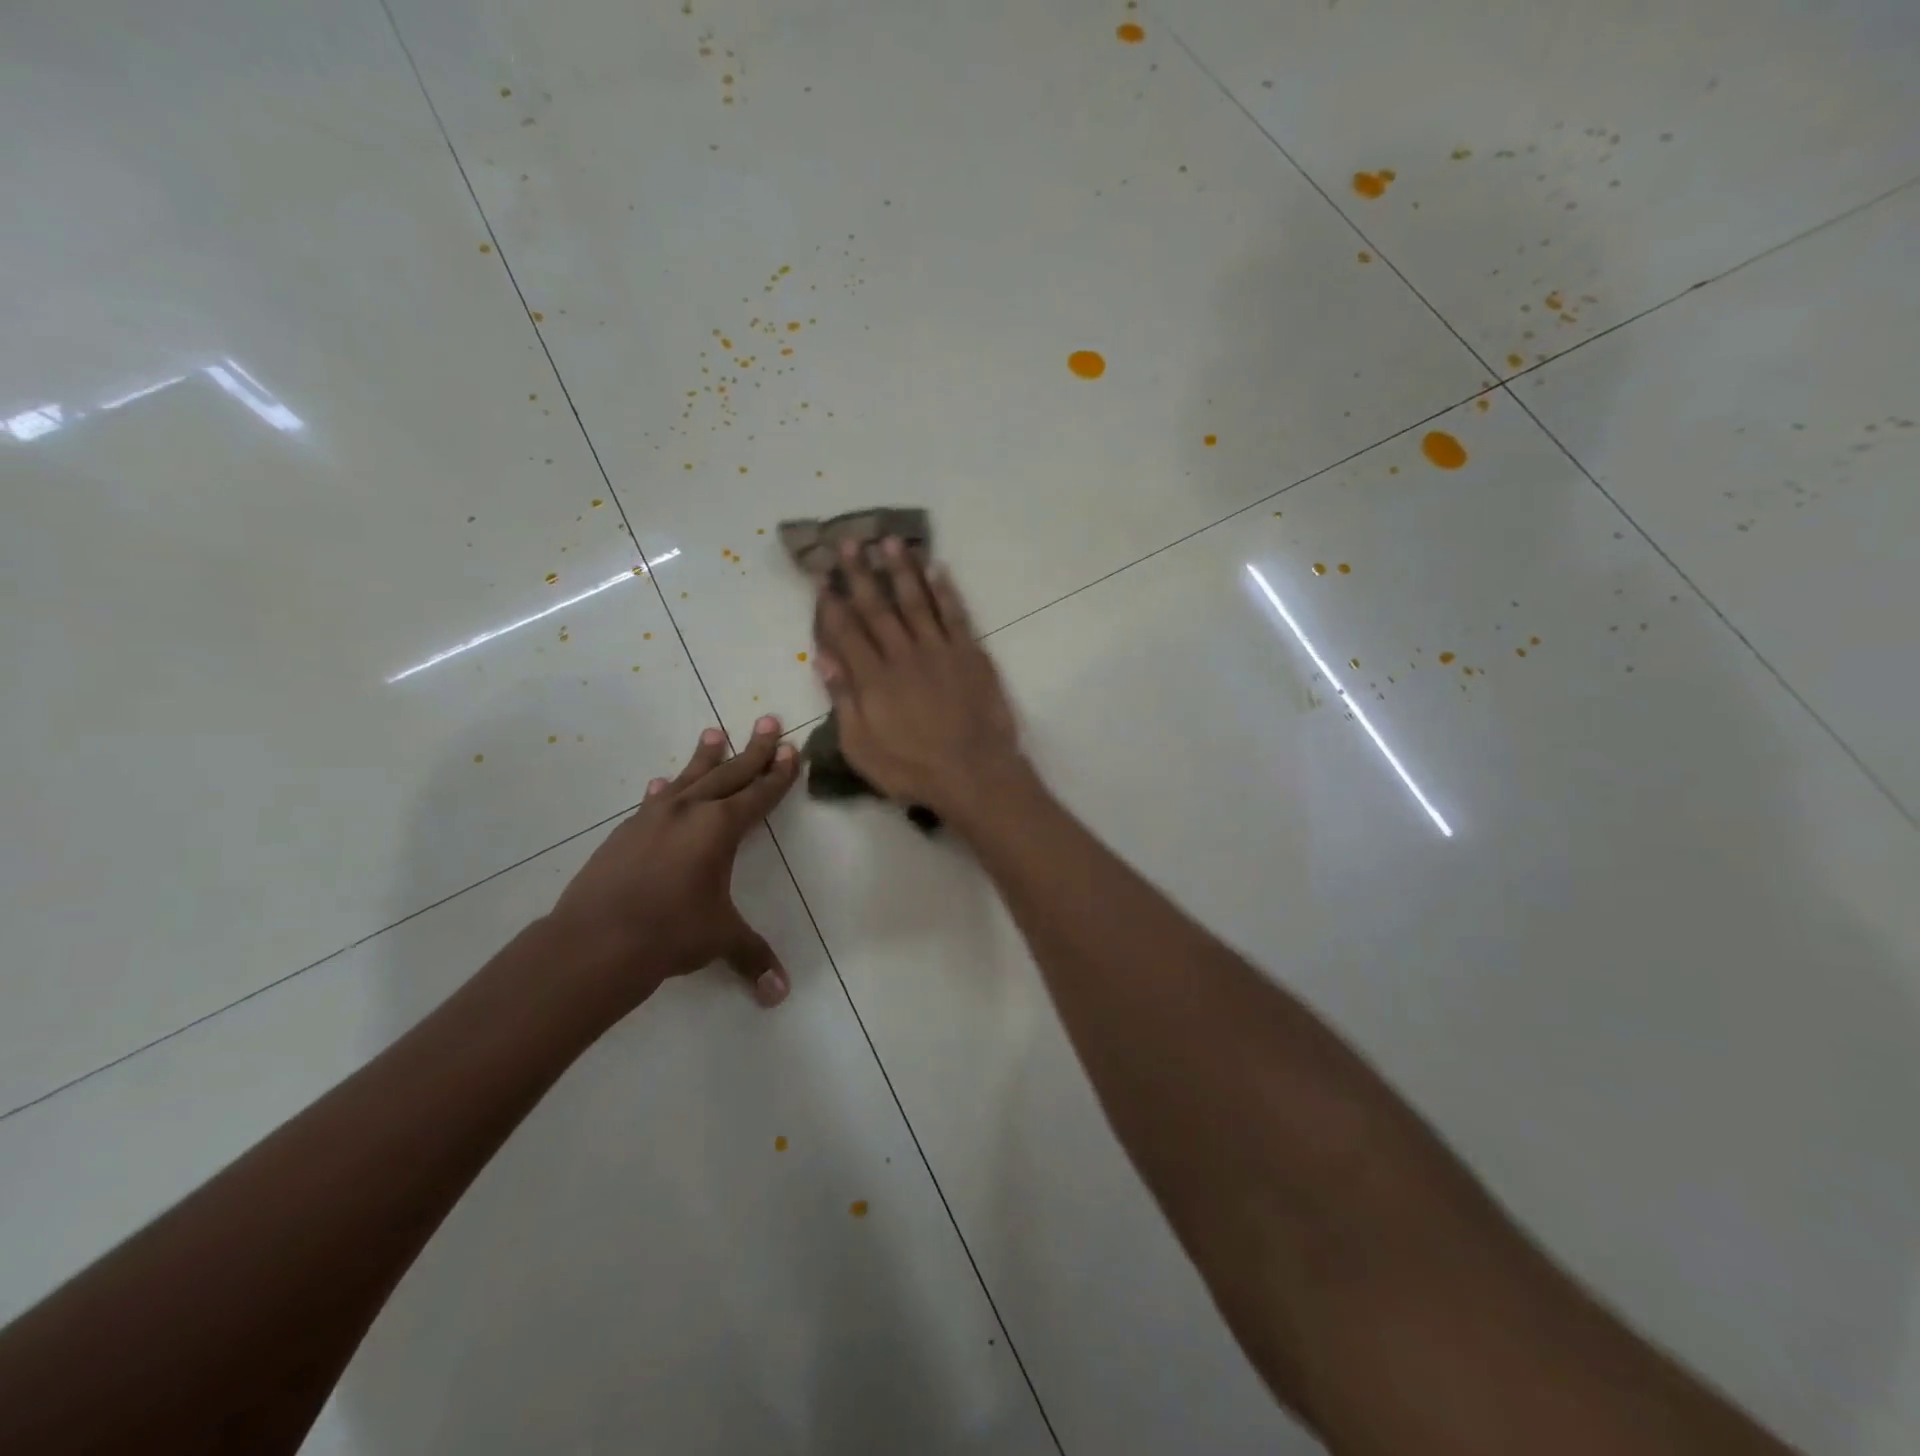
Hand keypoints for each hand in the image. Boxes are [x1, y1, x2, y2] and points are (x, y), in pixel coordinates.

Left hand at [548, 716, 798, 1010]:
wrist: (595, 941)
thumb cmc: (670, 932)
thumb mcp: (719, 939)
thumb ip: (752, 958)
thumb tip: (780, 994)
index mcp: (720, 828)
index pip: (758, 794)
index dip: (778, 774)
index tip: (790, 750)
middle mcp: (689, 812)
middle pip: (729, 773)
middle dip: (753, 750)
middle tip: (768, 721)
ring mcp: (652, 819)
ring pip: (688, 778)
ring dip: (705, 757)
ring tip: (714, 733)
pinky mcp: (625, 833)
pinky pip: (653, 802)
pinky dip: (665, 790)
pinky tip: (662, 784)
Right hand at [812, 539, 1023, 819]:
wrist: (974, 774)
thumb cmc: (912, 769)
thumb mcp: (862, 748)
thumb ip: (843, 701)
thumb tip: (823, 659)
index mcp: (873, 678)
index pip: (846, 631)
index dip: (832, 602)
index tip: (822, 577)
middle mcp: (903, 655)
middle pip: (877, 607)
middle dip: (861, 573)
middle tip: (849, 542)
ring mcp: (939, 651)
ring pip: (916, 601)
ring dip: (901, 569)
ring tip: (890, 541)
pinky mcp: (970, 654)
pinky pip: (954, 614)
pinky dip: (945, 590)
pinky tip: (936, 568)